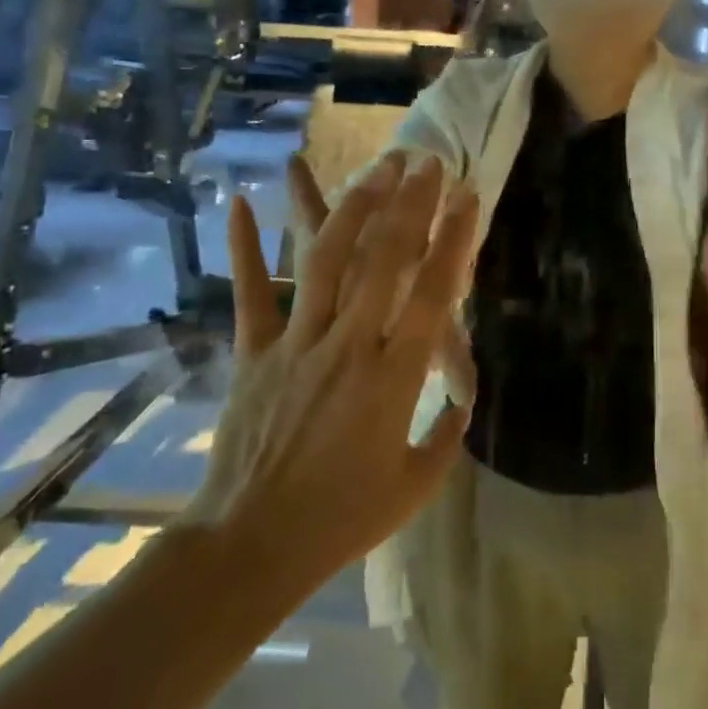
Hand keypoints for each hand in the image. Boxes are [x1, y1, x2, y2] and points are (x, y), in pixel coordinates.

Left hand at [191, 153, 478, 589]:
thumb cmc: (342, 520)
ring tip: (375, 169)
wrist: (249, 547)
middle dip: (410, 204)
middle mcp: (348, 346)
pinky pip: (251, 293)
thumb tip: (464, 402)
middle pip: (384, 260)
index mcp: (393, 378)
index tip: (467, 198)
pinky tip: (240, 201)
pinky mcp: (253, 352)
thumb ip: (447, 436)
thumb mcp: (415, 485)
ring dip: (353, 208)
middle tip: (426, 162)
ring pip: (326, 262)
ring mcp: (296, 344)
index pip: (433, 293)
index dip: (453, 240)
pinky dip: (243, 247)